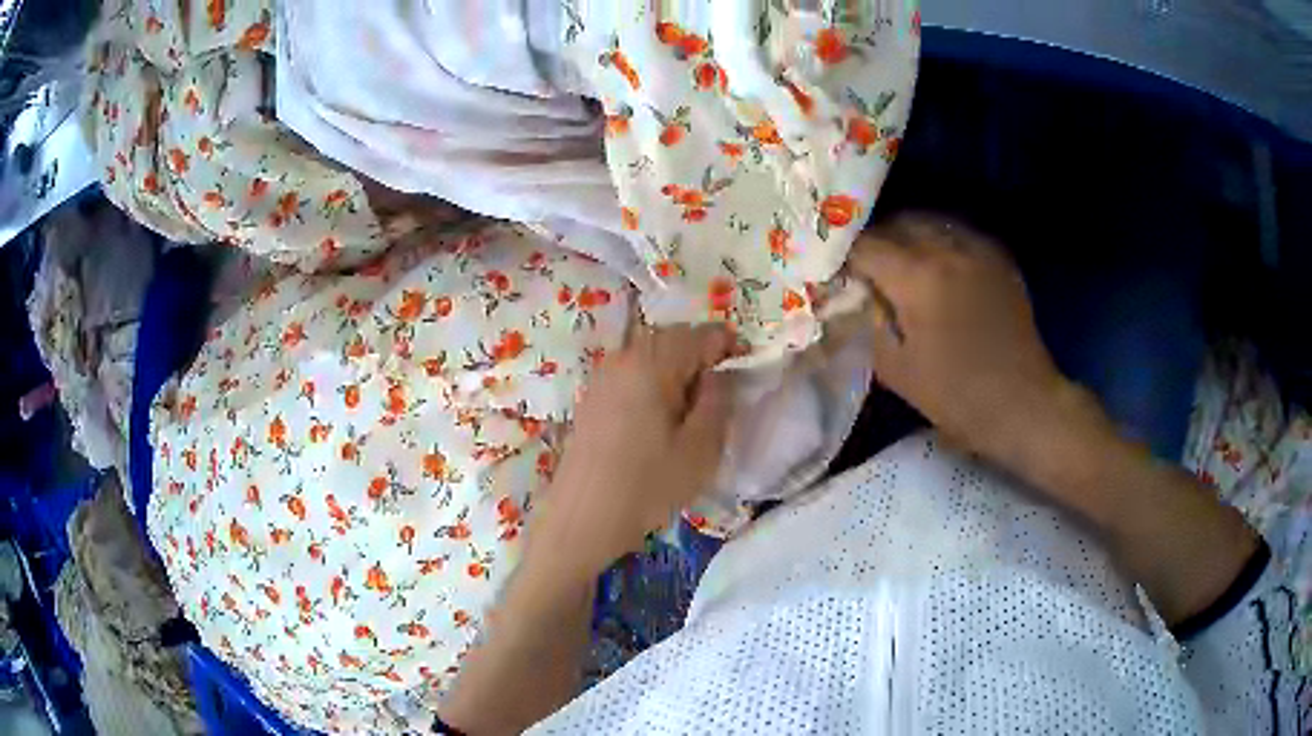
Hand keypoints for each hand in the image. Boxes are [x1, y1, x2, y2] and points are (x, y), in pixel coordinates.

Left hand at [528, 324, 736, 579]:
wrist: (583, 518)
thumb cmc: (648, 485)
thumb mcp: (700, 448)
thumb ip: (718, 401)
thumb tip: (720, 374)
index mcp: (653, 362)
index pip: (701, 335)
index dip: (729, 346)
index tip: (747, 368)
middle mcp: (623, 358)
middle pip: (672, 339)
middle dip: (701, 355)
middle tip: (722, 390)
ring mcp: (602, 377)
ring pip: (650, 356)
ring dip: (676, 369)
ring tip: (692, 407)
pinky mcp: (591, 398)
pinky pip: (631, 374)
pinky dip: (653, 383)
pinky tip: (660, 418)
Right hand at [850, 215, 1076, 459]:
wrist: (1021, 403)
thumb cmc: (956, 396)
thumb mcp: (895, 369)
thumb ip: (868, 323)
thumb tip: (858, 295)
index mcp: (917, 277)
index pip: (865, 246)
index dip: (846, 259)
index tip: (840, 276)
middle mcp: (947, 249)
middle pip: (898, 223)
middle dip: (876, 241)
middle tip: (867, 267)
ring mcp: (977, 248)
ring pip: (930, 221)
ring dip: (908, 236)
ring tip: (901, 262)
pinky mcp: (998, 256)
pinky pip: (959, 233)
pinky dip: (940, 241)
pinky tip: (938, 265)